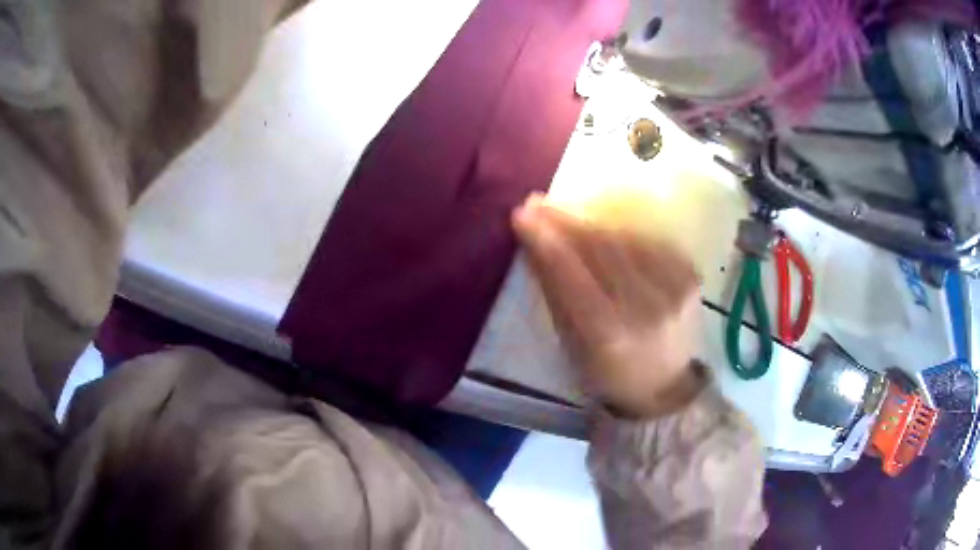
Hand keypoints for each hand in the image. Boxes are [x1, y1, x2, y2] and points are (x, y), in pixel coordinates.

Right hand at [512, 195, 703, 418]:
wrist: (665, 388)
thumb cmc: (609, 374)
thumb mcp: (572, 345)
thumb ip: (556, 293)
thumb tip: (536, 243)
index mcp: (610, 334)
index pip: (572, 274)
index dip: (546, 239)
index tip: (522, 213)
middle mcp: (646, 307)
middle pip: (601, 248)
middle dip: (566, 221)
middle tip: (539, 203)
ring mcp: (675, 288)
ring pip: (625, 238)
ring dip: (592, 221)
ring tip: (568, 213)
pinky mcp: (691, 276)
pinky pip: (649, 241)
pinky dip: (623, 232)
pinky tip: (606, 230)